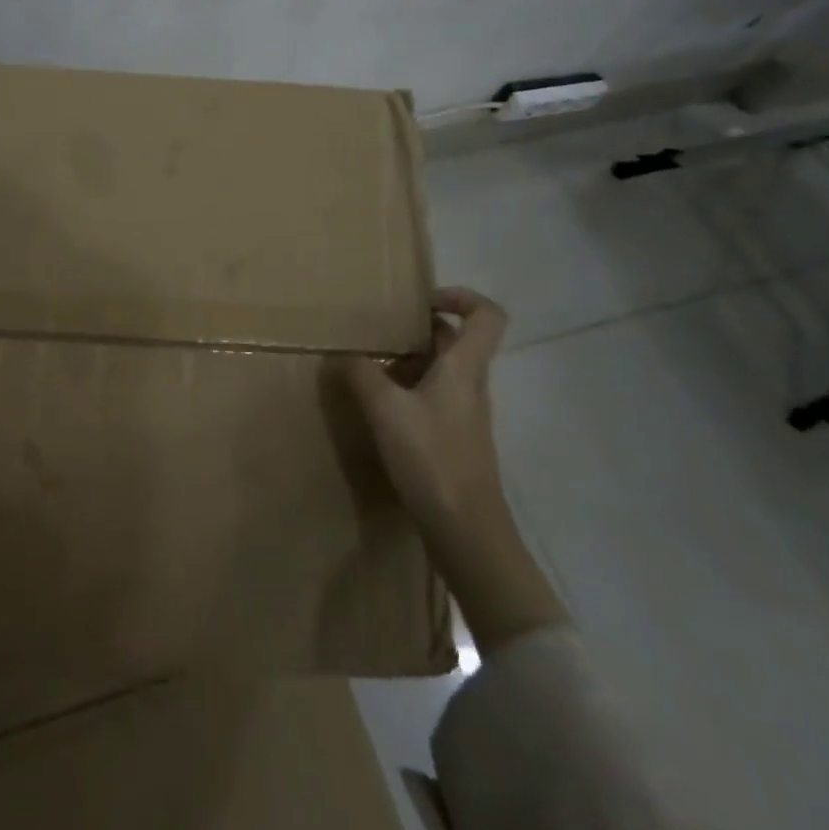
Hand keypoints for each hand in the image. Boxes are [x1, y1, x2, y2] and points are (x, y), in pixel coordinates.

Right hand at [347, 287, 567, 654]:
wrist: (467, 532)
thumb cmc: (433, 460)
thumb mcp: (386, 410)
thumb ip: (361, 374)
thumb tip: (341, 353)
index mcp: (464, 369)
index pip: (487, 316)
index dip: (460, 296)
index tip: (420, 300)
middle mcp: (470, 385)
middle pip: (455, 341)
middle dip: (417, 328)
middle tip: (377, 329)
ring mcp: (464, 415)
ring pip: (440, 370)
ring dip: (408, 360)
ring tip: (368, 363)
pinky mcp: (453, 440)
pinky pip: (432, 398)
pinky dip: (406, 391)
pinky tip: (377, 406)